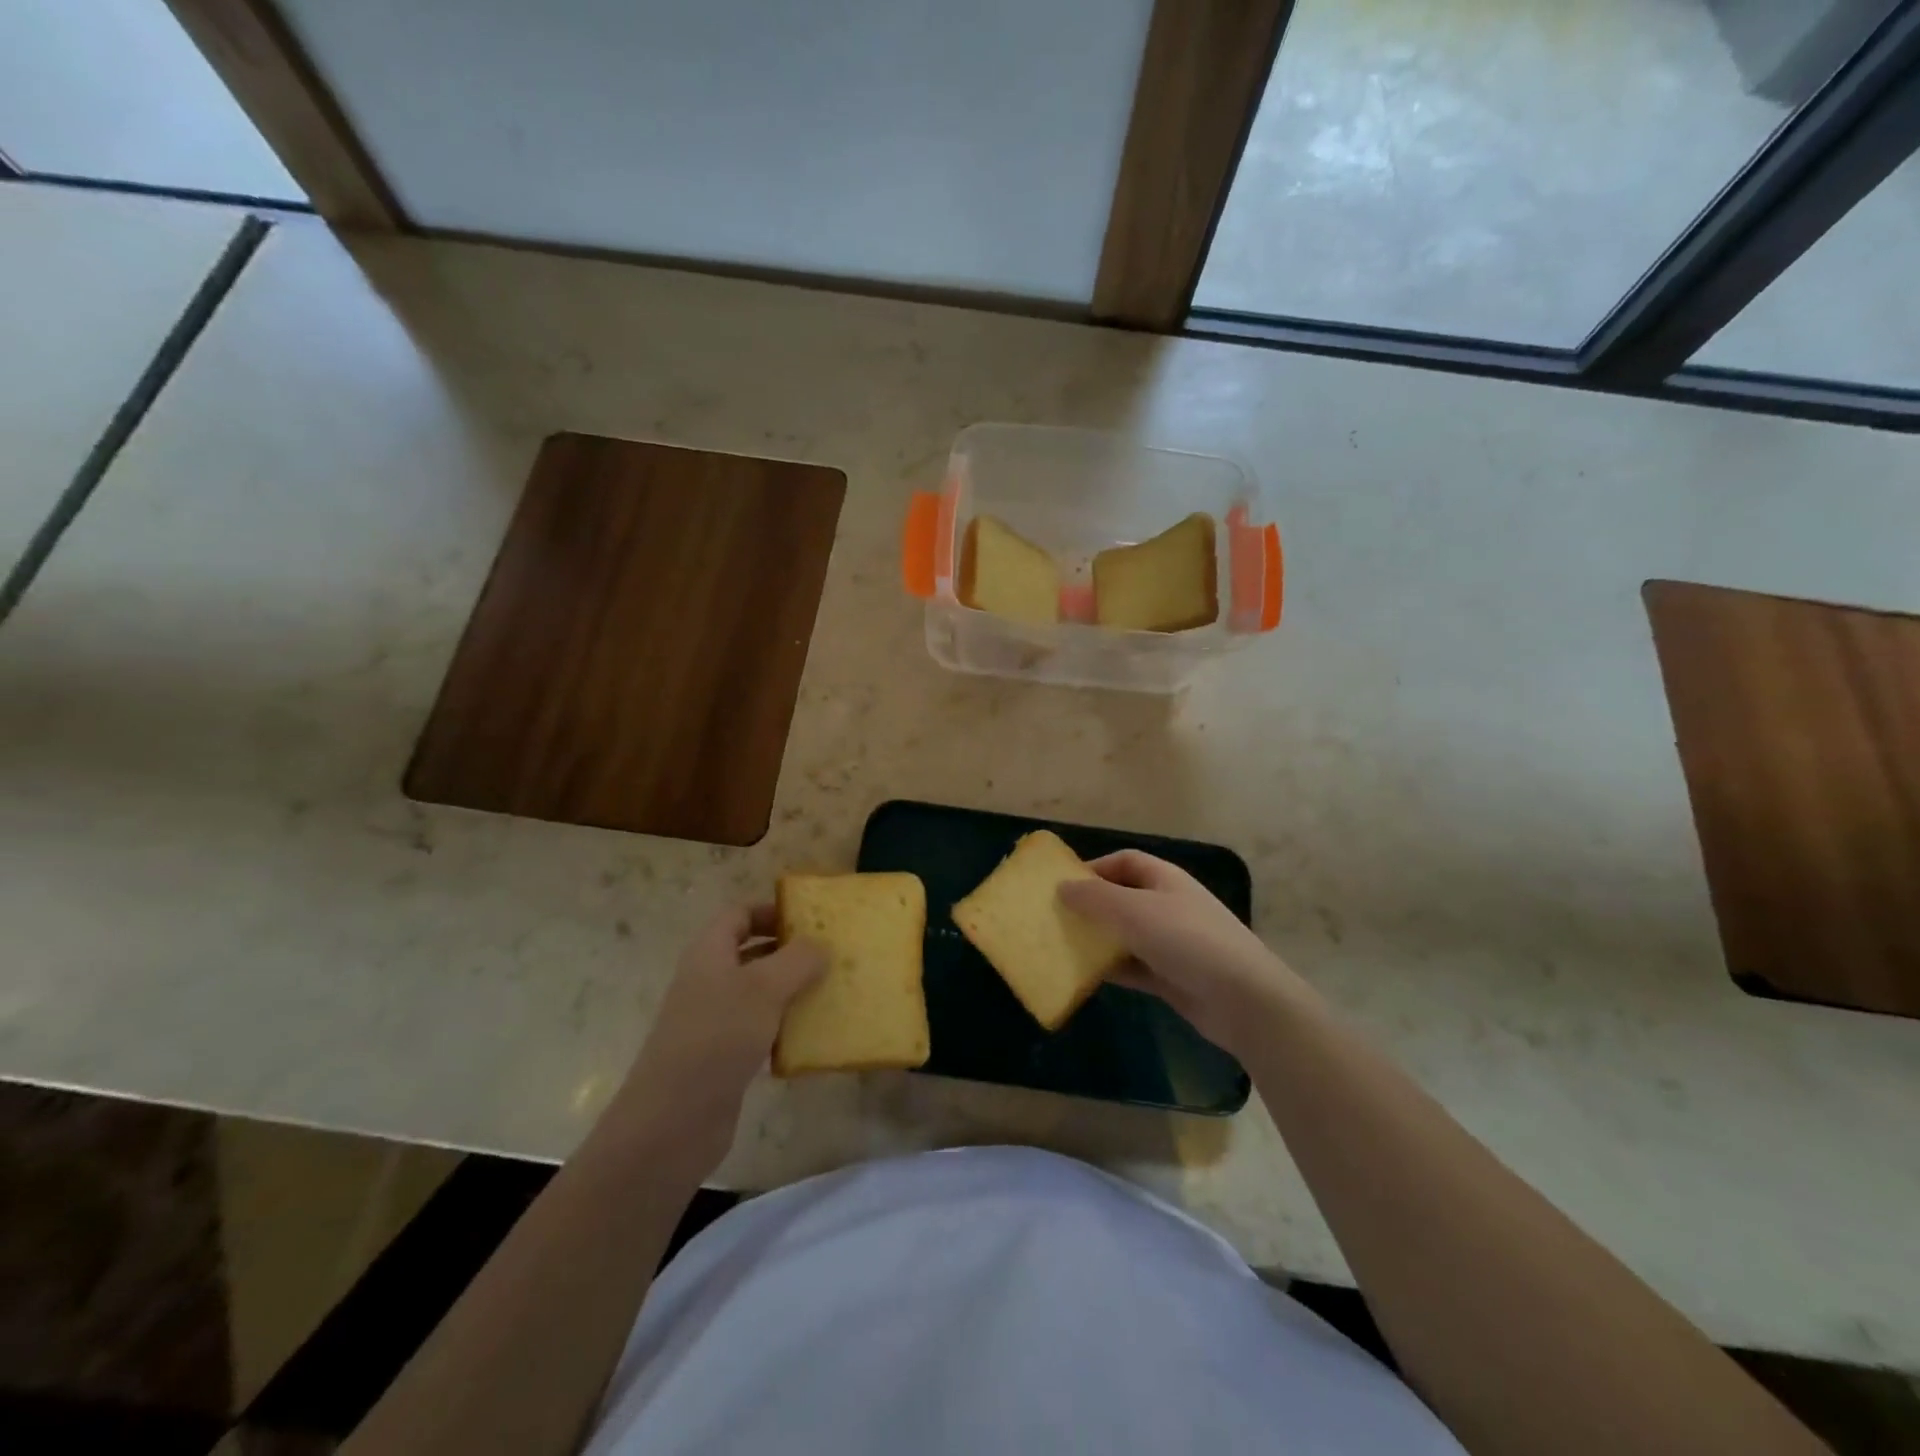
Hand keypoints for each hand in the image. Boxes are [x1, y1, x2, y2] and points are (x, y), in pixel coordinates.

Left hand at [612, 904, 824, 1177]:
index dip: (771, 910)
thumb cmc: (717, 1038)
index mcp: (709, 953)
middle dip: (789, 950)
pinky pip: (760, 1029)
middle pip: (751, 952)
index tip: (811, 919)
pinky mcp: (723, 1057)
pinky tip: (812, 1035)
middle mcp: (708, 980)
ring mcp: (714, 1021)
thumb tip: (820, 945)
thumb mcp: (764, 989)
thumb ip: (797, 960)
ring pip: (758, 992)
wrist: (671, 1123)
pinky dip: (785, 1027)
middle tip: (831, 954)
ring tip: (831, 990)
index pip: (739, 915)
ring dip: (791, 990)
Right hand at [1058, 851, 1301, 1059]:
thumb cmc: (1187, 940)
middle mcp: (1168, 905)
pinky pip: (1133, 967)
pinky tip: (1085, 976)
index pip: (1125, 861)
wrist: (1244, 1000)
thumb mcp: (1134, 911)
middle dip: (1091, 905)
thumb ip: (1095, 897)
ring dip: (1098, 939)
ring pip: (1125, 934)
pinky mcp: (1172, 977)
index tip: (1062, 884)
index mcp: (1165, 879)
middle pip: (1123, 897)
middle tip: (1056, 917)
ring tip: (1062, 946)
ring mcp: (1172, 943)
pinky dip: (1112, 969)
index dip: (1094, 867)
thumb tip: (1062, 886)